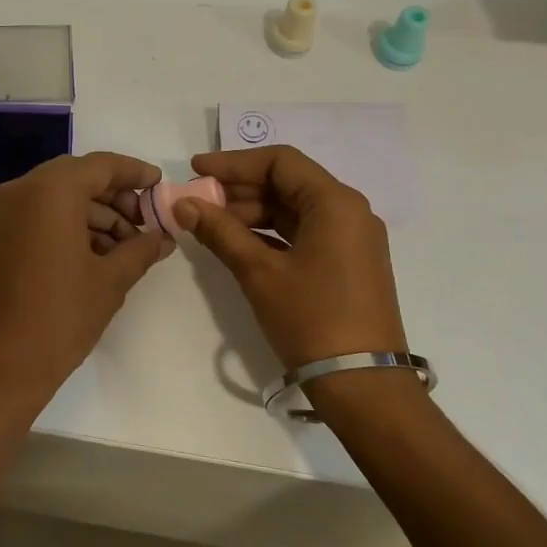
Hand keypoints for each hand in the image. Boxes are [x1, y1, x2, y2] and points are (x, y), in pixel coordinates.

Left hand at [0, 152, 174, 418]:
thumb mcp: (109, 282)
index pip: (101, 165)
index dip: (135, 173)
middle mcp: (20, 192)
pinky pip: (38, 219)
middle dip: (115, 198)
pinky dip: (68, 228)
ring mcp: (2, 216)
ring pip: (57, 200)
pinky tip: (96, 258)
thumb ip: (140, 250)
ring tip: (127, 250)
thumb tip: (163, 238)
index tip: (161, 186)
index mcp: (49, 191)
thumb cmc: (56, 318)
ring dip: (94, 216)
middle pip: (77, 179)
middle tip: (146, 224)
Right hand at [173, 145, 405, 367]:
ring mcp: (351, 237)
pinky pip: (303, 231)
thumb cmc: (311, 319)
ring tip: (210, 225)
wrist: (363, 384)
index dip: (233, 163)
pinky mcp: (347, 261)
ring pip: (293, 208)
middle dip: (239, 189)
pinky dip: (270, 233)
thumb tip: (183, 204)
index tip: (196, 171)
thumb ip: (220, 232)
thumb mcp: (260, 273)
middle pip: (287, 182)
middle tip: (197, 202)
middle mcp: (349, 211)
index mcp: (335, 203)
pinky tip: (237, 244)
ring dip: (251, 212)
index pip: (280, 161)